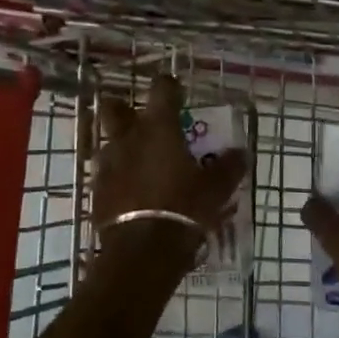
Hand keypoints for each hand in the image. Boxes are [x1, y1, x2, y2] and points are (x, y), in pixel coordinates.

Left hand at [93, 74, 247, 259]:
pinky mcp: (97, 191)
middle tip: (142, 120)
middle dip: (125, 108)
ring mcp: (108, 164)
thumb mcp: (216, 189)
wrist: (142, 251)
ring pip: (109, 142)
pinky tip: (131, 191)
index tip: (178, 92)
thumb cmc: (184, 209)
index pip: (162, 89)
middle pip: (115, 108)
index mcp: (159, 128)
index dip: (170, 86)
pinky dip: (118, 177)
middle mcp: (128, 138)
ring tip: (140, 162)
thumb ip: (229, 167)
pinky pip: (106, 174)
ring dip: (122, 146)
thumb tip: (241, 152)